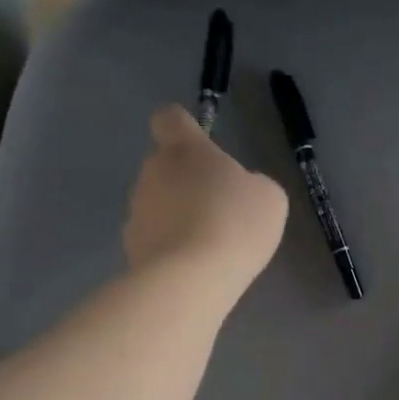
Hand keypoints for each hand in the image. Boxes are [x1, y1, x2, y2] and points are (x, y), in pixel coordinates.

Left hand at [123, 105, 287, 299]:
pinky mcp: (130, 248)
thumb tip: (238, 190)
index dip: (183, 127)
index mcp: (185, 150)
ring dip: (178, 216)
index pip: (170, 119)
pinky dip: (170, 247)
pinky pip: (154, 238)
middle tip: (219, 208)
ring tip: (208, 244)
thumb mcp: (269, 198)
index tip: (200, 145)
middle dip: (187, 182)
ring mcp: (136, 211)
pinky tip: (194, 267)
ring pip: (158, 204)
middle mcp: (152, 172)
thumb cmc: (235, 224)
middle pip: (165, 166)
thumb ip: (252, 184)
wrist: (190, 280)